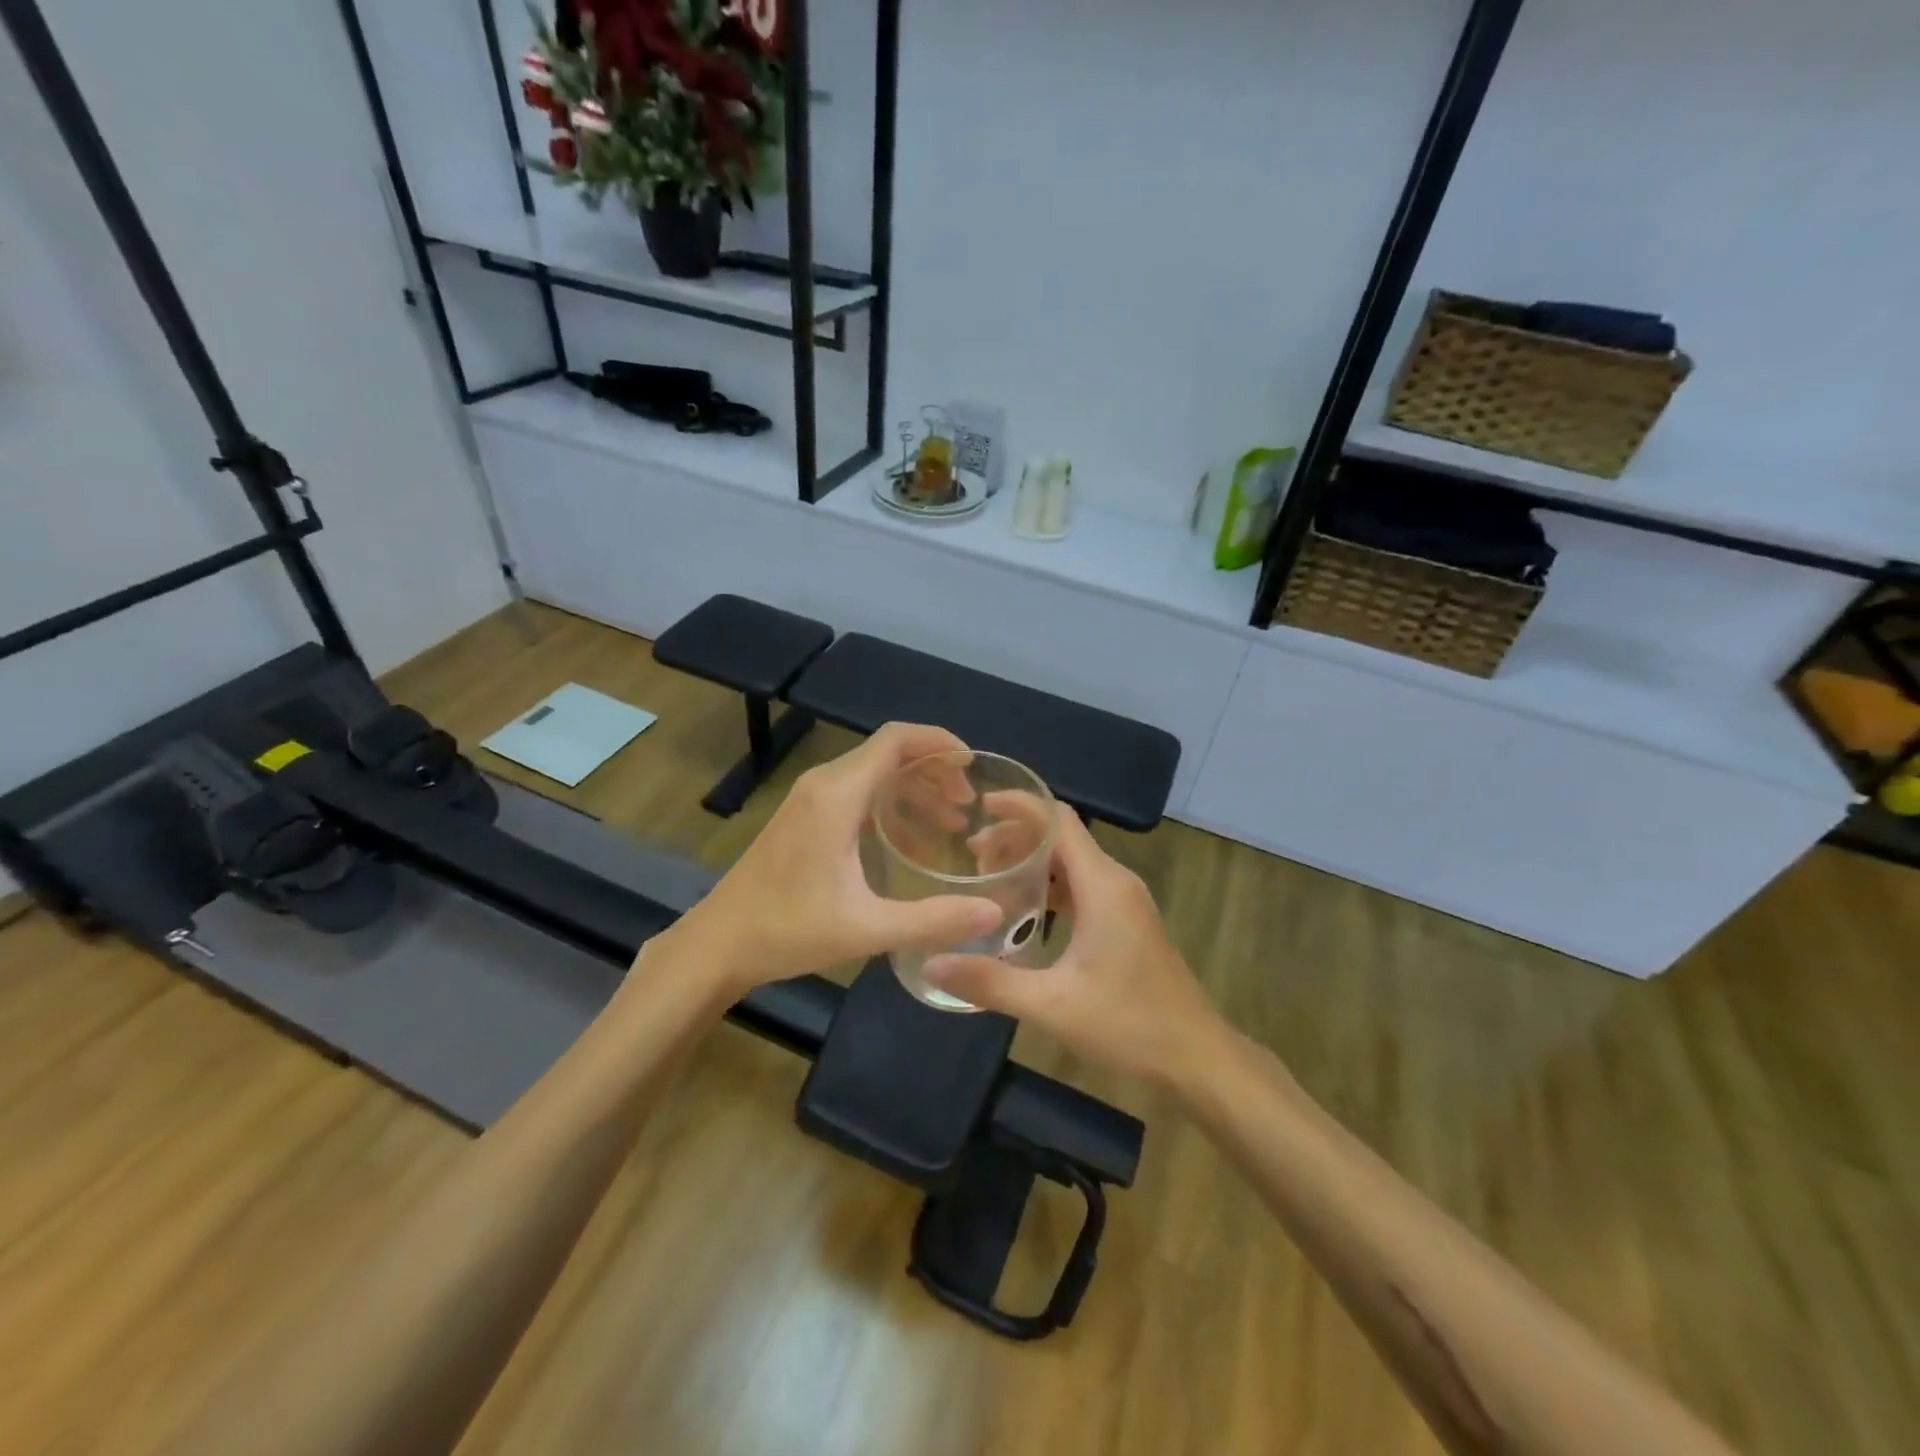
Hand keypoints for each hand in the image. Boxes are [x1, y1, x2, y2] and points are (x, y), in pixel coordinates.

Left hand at [669, 723, 1002, 997]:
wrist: (718, 944)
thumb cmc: (787, 931)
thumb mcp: (867, 928)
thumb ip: (933, 919)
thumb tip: (994, 912)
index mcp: (838, 795)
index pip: (896, 740)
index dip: (939, 742)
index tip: (973, 768)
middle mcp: (824, 785)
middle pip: (889, 754)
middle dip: (934, 771)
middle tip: (968, 807)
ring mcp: (811, 800)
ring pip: (874, 775)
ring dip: (914, 791)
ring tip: (951, 825)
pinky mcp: (805, 818)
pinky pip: (858, 796)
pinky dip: (891, 808)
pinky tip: (911, 846)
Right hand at [923, 810, 1225, 1086]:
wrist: (1195, 1057)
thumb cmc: (1129, 1024)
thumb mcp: (1051, 1005)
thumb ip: (989, 982)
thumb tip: (930, 963)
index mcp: (1102, 886)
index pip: (1059, 821)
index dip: (1020, 806)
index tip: (980, 806)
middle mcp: (1115, 882)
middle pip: (1062, 838)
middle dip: (1016, 837)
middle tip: (971, 855)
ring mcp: (1124, 902)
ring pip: (1072, 863)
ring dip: (1033, 862)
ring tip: (988, 878)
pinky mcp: (1126, 922)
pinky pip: (1082, 886)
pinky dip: (1050, 886)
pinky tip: (1023, 910)